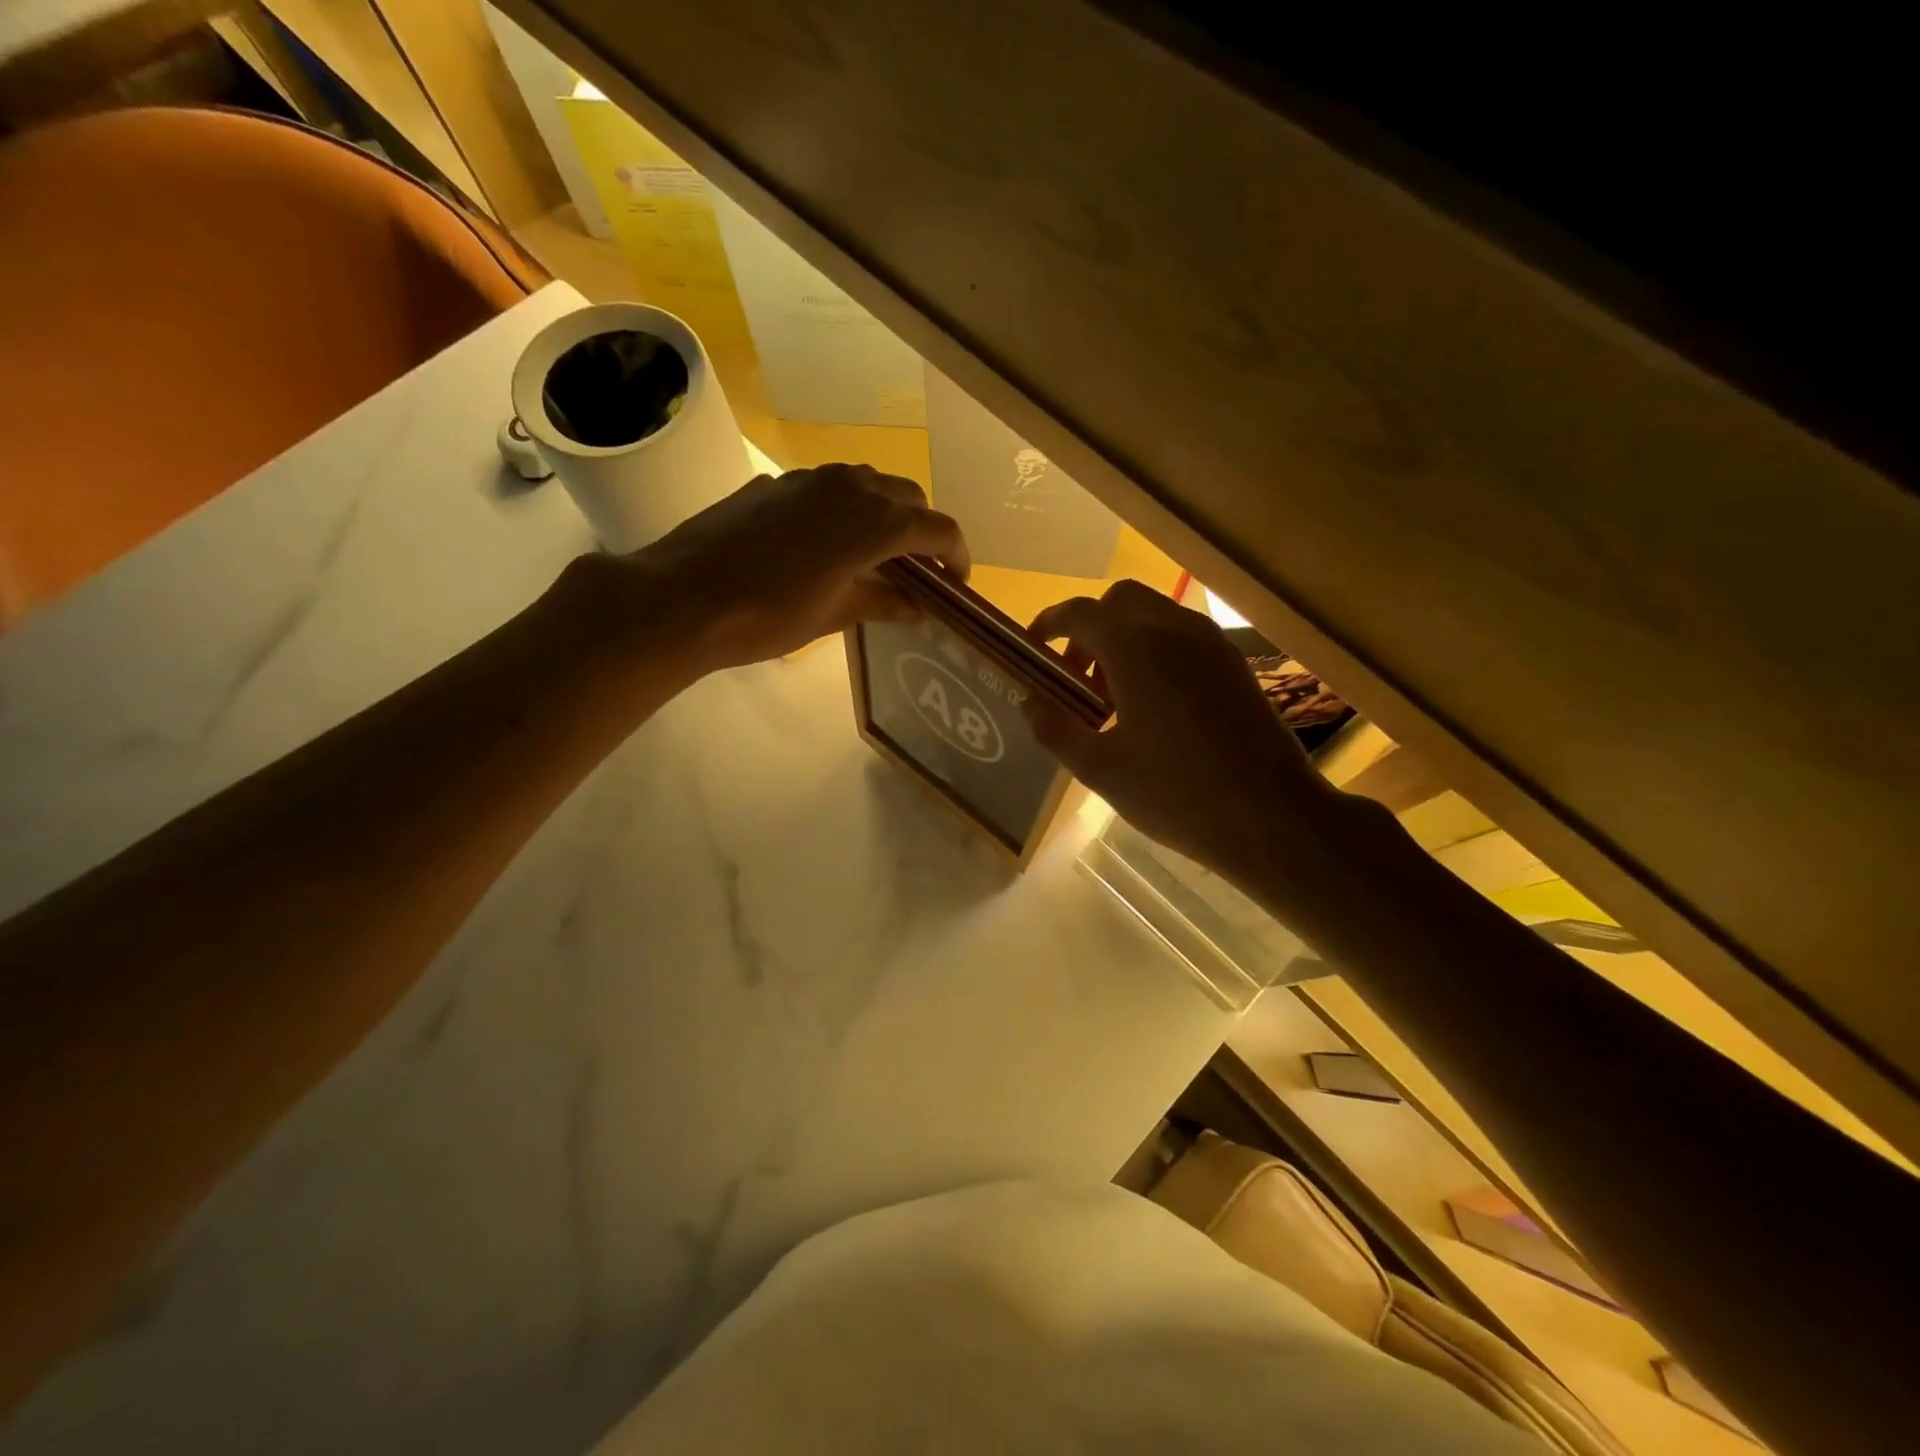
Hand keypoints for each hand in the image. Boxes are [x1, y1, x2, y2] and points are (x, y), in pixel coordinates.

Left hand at [562, 463, 969, 670]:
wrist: (682, 597)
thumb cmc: (767, 616)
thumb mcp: (834, 615)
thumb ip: (883, 602)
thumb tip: (919, 606)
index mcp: (873, 523)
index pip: (937, 528)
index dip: (956, 554)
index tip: (957, 582)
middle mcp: (850, 487)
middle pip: (907, 496)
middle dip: (922, 528)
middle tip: (918, 568)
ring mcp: (809, 479)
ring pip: (868, 483)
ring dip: (885, 512)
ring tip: (875, 553)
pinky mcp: (777, 483)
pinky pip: (829, 487)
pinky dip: (845, 508)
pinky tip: (825, 543)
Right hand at [1027, 582, 1381, 913]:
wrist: (1273, 816)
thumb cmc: (1176, 794)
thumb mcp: (1100, 769)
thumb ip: (1055, 729)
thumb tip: (1029, 702)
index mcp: (1134, 648)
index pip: (1079, 613)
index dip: (1048, 624)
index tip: (1033, 649)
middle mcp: (1174, 630)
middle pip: (1120, 601)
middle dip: (1089, 628)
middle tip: (1076, 676)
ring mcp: (1211, 644)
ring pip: (1155, 616)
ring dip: (1123, 639)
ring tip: (1114, 699)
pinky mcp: (1235, 664)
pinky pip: (1183, 637)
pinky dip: (1155, 651)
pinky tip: (1154, 707)